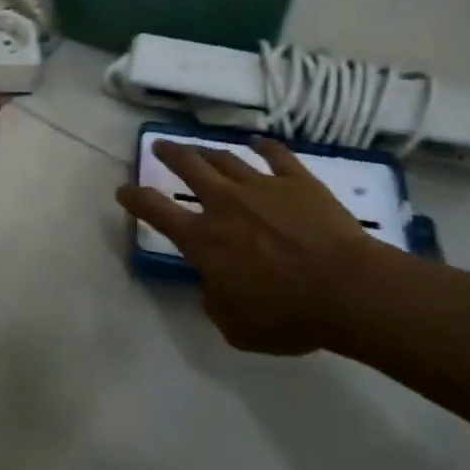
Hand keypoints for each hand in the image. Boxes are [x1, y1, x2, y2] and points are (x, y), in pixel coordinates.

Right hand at [116, 138, 392, 354]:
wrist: (346, 288)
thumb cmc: (287, 315)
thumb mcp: (236, 327)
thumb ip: (215, 302)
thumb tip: (213, 286)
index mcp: (203, 239)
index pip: (156, 211)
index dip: (135, 199)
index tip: (123, 190)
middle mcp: (225, 204)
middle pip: (189, 167)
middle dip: (170, 154)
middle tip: (160, 145)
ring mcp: (262, 187)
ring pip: (226, 159)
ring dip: (208, 151)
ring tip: (199, 147)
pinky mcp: (298, 182)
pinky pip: (277, 156)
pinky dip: (266, 148)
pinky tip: (259, 143)